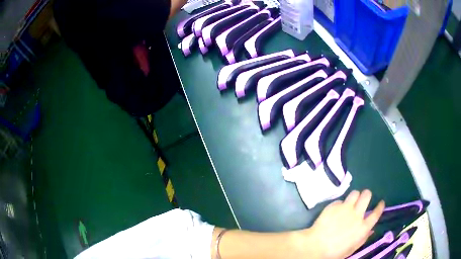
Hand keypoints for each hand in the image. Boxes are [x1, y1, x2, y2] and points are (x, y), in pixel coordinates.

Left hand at [302, 190, 384, 258]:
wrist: (315, 246)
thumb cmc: (334, 252)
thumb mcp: (351, 249)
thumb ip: (362, 239)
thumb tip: (371, 230)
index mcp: (363, 228)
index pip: (376, 213)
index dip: (380, 207)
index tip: (381, 202)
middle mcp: (357, 215)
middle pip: (367, 196)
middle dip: (367, 194)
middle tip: (364, 197)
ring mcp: (345, 208)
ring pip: (355, 193)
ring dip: (355, 196)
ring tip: (351, 201)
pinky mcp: (334, 206)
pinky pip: (340, 200)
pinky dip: (340, 204)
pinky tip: (335, 210)